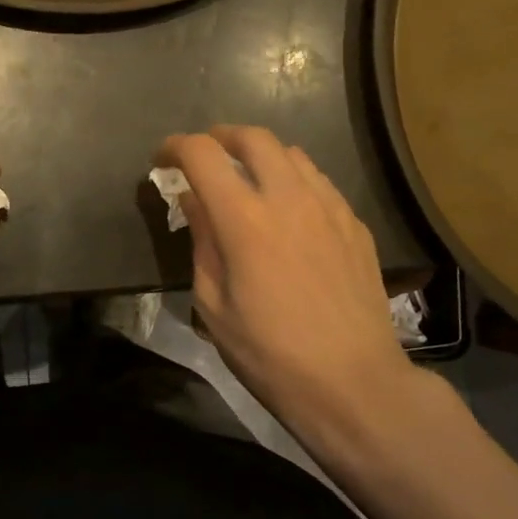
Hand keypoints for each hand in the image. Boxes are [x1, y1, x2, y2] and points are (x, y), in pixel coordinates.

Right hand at [155, 126, 425, 449]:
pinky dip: (293, 179)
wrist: (352, 381)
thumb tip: (193, 201)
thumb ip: (202, 243)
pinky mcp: (354, 224)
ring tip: (246, 179)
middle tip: (204, 156)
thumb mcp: (213, 305)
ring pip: (292, 153)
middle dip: (220, 137)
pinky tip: (288, 211)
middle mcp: (289, 198)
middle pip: (254, 137)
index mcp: (245, 220)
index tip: (163, 160)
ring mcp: (329, 207)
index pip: (203, 155)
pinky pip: (319, 181)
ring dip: (260, 155)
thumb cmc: (269, 353)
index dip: (176, 147)